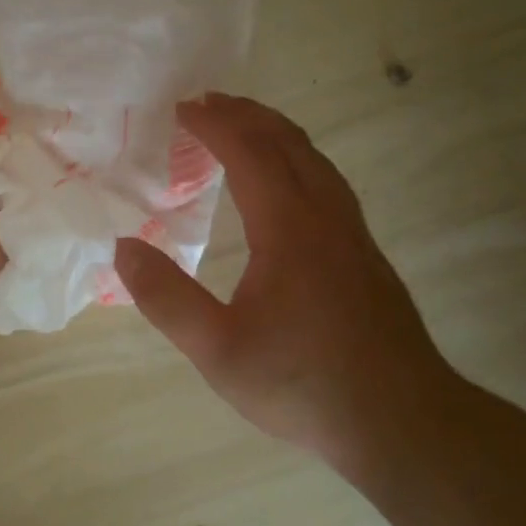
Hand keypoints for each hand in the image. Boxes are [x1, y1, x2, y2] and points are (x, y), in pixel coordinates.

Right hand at [112, 93, 459, 473]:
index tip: (182, 108)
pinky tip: (286, 189)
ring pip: (316, 162)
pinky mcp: (366, 258)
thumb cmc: (303, 384)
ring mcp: (354, 236)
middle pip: (289, 143)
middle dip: (246, 115)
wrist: (402, 422)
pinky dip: (298, 162)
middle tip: (207, 104)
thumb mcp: (217, 350)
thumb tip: (123, 248)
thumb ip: (166, 298)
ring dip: (276, 134)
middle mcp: (327, 218)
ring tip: (243, 130)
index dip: (214, 124)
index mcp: (290, 229)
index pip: (250, 153)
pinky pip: (328, 184)